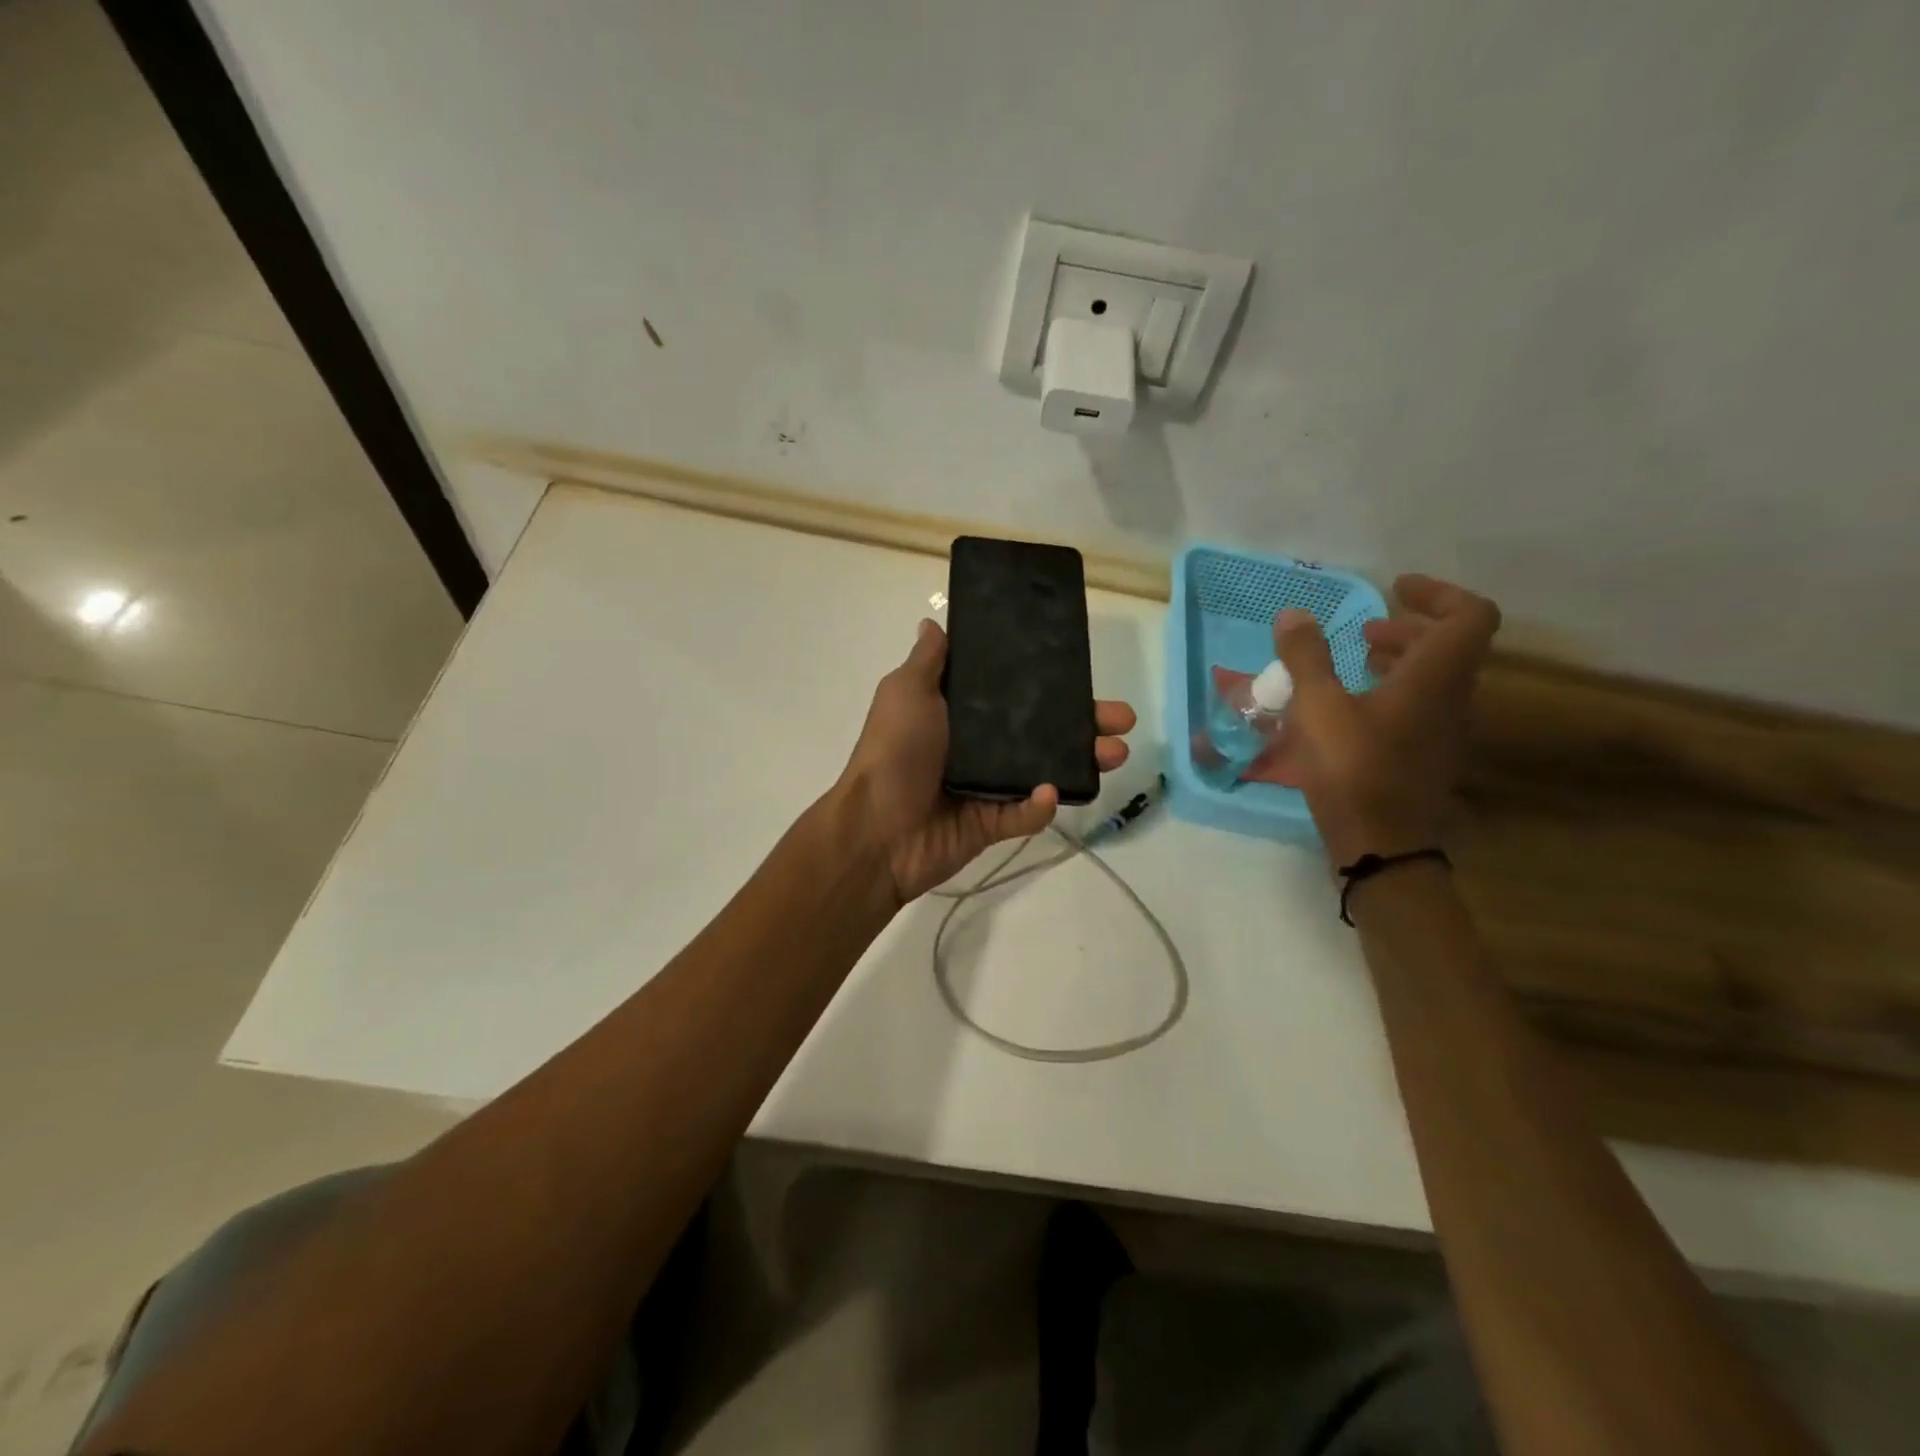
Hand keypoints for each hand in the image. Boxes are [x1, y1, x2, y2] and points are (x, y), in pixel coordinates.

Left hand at [837, 618, 1135, 903]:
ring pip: (1044, 769)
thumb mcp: (906, 693)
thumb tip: (932, 623)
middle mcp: (978, 746)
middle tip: (1121, 719)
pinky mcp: (991, 823)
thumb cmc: (893, 752)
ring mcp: (987, 786)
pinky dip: (1040, 805)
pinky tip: (1050, 791)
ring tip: (1115, 753)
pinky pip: (1025, 813)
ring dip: (1081, 761)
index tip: (1081, 671)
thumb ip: (927, 662)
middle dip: (1084, 723)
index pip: (1014, 693)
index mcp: (960, 713)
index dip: (1049, 683)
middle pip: (1041, 731)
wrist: (876, 830)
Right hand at [1242, 575, 1499, 865]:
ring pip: (1437, 678)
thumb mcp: (1318, 707)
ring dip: (1401, 660)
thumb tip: (1294, 614)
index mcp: (1435, 677)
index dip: (1438, 593)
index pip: (1470, 616)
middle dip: (1408, 629)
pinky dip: (1395, 691)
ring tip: (1355, 663)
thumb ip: (1307, 657)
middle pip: (1451, 646)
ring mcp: (1445, 731)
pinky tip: (1353, 708)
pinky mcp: (1428, 756)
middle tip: (1363, 632)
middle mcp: (1453, 699)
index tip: (1395, 589)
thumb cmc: (1352, 768)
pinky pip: (1423, 706)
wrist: (1380, 845)